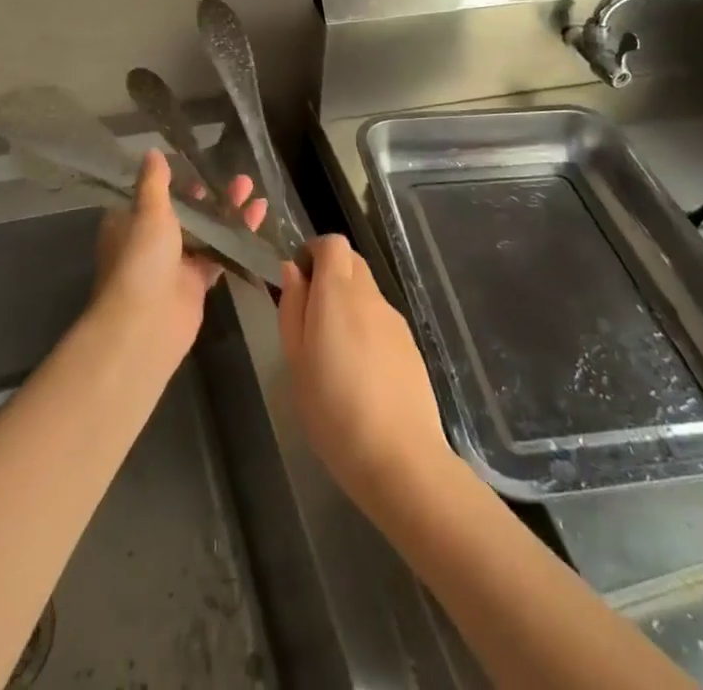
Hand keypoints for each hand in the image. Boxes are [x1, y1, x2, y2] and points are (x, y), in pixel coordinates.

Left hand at [93, 149, 266, 363]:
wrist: (147, 324)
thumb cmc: (141, 259)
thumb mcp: (148, 211)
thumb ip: (155, 182)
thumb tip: (152, 151)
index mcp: (129, 223)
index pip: (152, 195)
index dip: (175, 181)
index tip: (198, 167)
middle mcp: (150, 241)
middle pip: (184, 211)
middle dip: (210, 195)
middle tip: (238, 178)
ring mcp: (174, 263)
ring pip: (204, 231)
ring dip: (227, 212)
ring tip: (252, 190)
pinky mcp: (196, 282)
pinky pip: (218, 253)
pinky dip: (236, 236)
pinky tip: (258, 217)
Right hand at [277, 236, 452, 519]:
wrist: (400, 458)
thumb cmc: (333, 411)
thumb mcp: (295, 361)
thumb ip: (293, 308)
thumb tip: (291, 271)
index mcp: (338, 293)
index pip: (332, 243)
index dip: (313, 252)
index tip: (298, 280)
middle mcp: (369, 296)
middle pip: (352, 262)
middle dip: (330, 274)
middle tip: (310, 315)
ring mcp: (395, 320)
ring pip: (367, 291)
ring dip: (348, 303)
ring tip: (333, 351)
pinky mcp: (411, 344)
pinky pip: (381, 319)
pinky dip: (367, 327)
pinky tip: (360, 371)